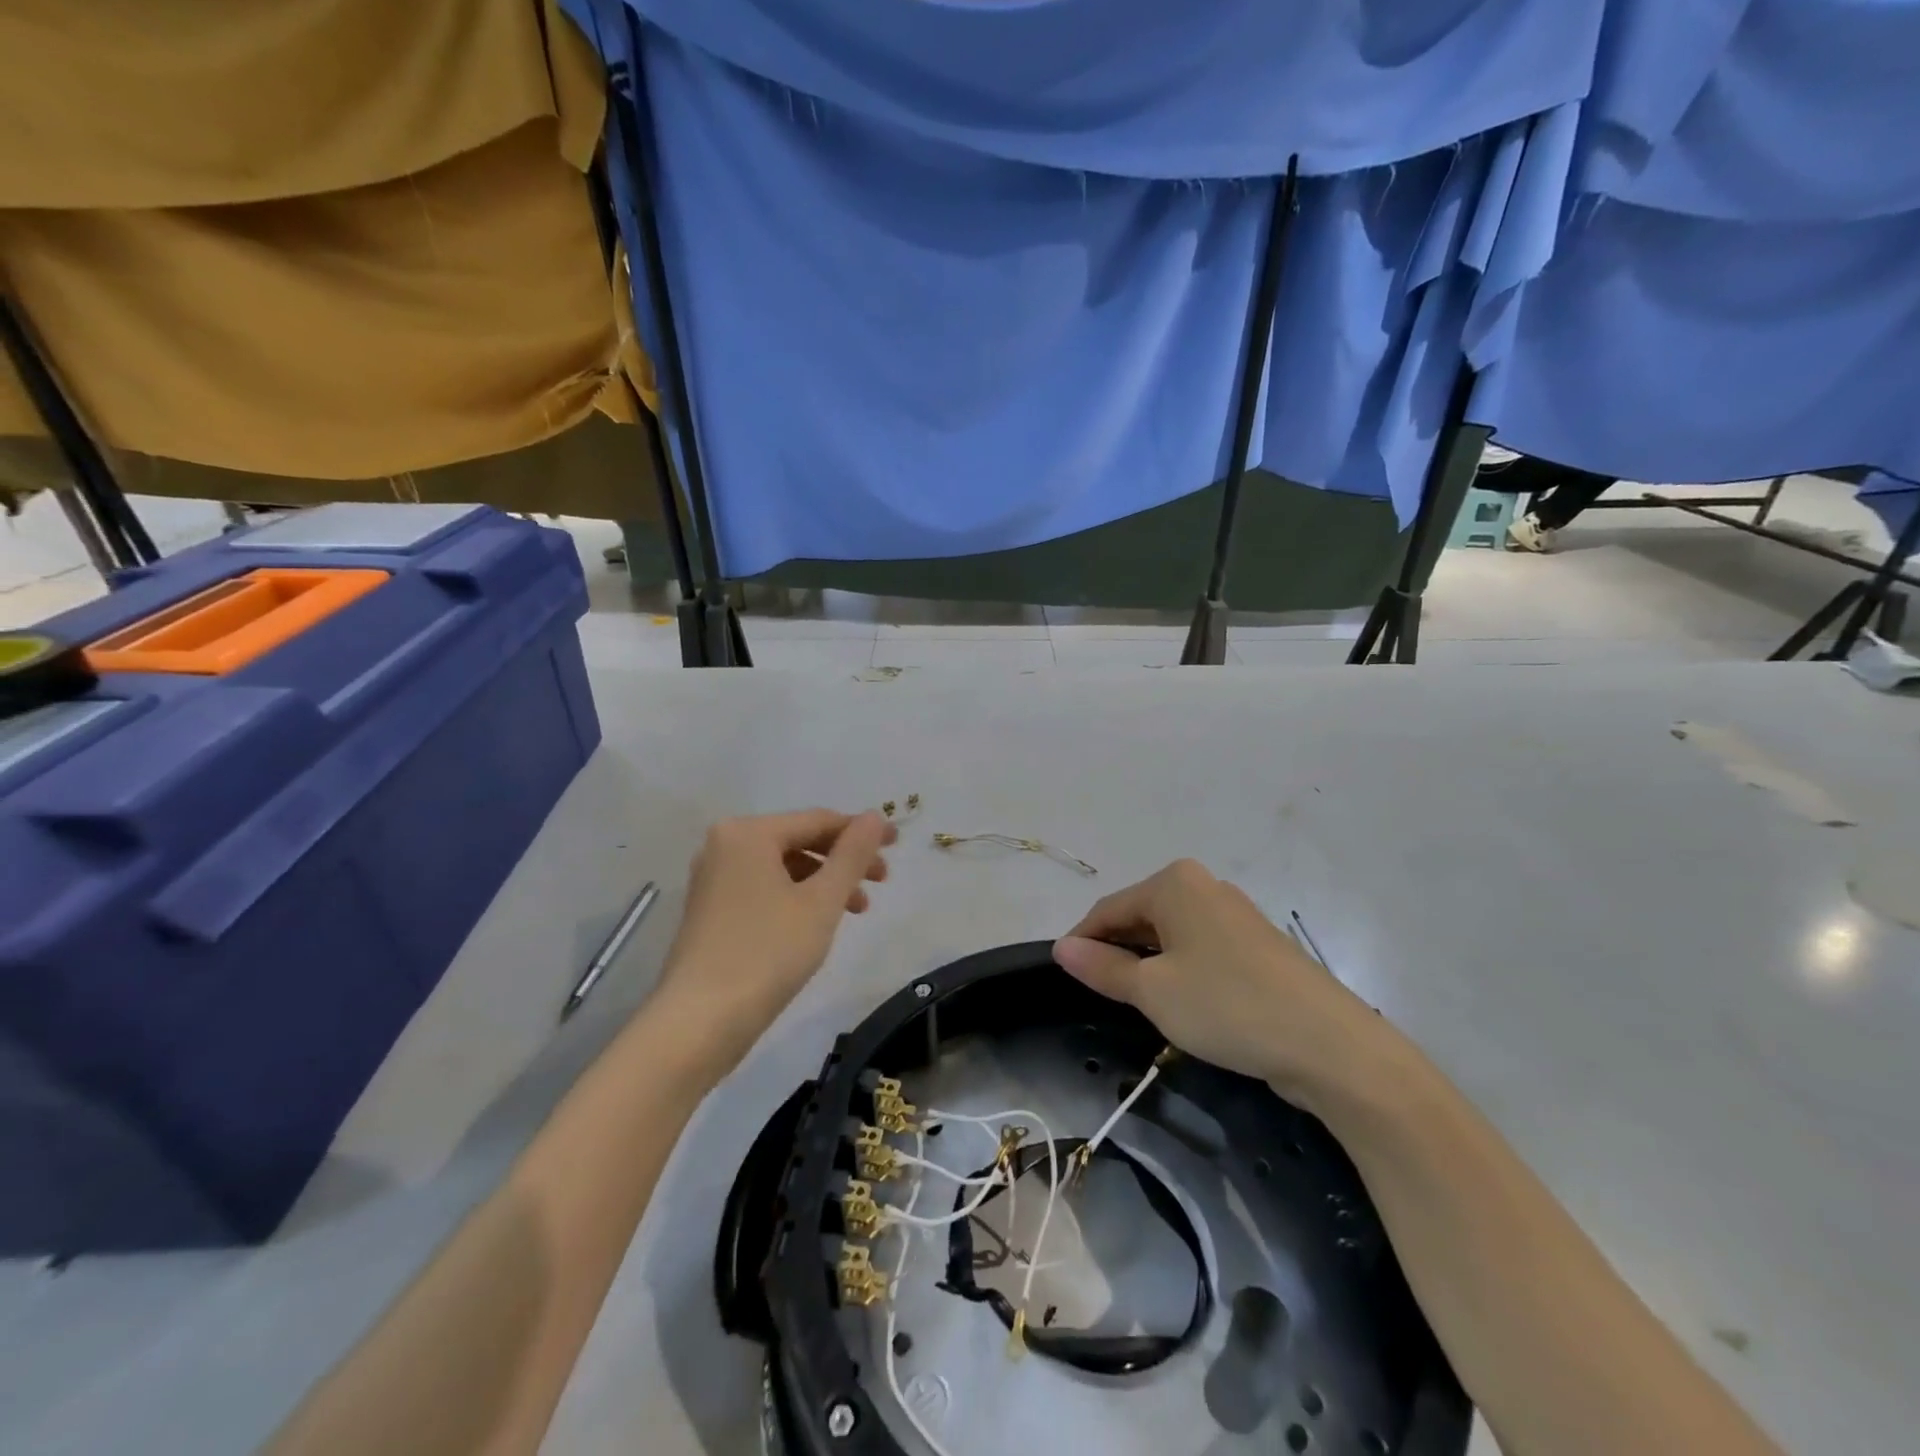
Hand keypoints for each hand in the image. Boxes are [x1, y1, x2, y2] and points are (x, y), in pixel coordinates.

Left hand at [653, 809, 896, 1071]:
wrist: (699, 1023)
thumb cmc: (767, 953)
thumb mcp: (821, 901)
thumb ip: (852, 854)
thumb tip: (875, 816)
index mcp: (748, 833)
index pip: (817, 820)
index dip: (861, 831)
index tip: (897, 844)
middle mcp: (724, 845)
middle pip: (799, 840)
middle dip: (843, 859)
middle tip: (881, 882)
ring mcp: (713, 878)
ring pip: (783, 867)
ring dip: (824, 882)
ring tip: (857, 911)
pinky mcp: (711, 909)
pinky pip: (765, 887)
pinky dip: (797, 897)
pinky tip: (818, 923)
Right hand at [1053, 860, 1390, 1106]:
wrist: (1330, 1045)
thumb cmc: (1226, 1006)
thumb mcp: (1153, 991)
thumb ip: (1103, 967)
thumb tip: (1061, 948)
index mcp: (1174, 883)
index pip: (1108, 909)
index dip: (1082, 942)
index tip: (1064, 976)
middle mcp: (1204, 886)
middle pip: (1140, 917)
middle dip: (1117, 953)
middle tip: (1102, 996)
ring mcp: (1234, 914)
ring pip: (1171, 935)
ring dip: (1149, 965)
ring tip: (1138, 1004)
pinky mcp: (1256, 945)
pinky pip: (1200, 949)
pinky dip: (1181, 971)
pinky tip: (1183, 1004)